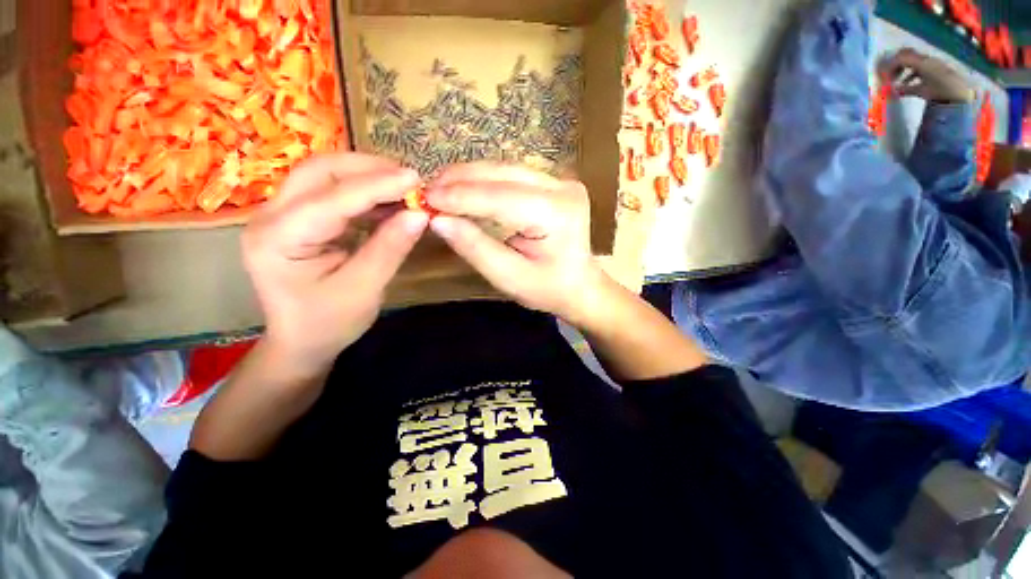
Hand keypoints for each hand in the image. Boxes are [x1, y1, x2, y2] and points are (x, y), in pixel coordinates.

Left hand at [243, 153, 427, 373]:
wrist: (302, 342)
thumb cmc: (328, 324)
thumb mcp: (363, 290)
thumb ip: (389, 249)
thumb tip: (419, 214)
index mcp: (278, 239)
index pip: (331, 198)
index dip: (376, 185)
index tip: (415, 179)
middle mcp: (271, 216)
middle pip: (319, 171)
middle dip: (368, 168)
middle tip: (409, 178)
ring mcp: (282, 214)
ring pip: (325, 176)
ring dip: (367, 177)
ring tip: (404, 188)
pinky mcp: (299, 218)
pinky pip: (333, 192)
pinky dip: (365, 193)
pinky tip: (388, 203)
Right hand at [425, 164, 607, 324]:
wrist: (579, 286)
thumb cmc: (549, 289)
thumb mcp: (509, 277)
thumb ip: (475, 247)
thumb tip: (437, 220)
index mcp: (558, 213)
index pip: (501, 197)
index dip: (461, 196)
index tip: (424, 198)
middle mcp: (562, 188)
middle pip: (503, 174)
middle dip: (460, 181)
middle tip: (426, 192)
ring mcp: (560, 181)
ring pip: (505, 169)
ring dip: (469, 178)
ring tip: (439, 190)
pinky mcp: (553, 183)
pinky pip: (511, 175)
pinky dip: (483, 182)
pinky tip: (463, 188)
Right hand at [878, 48, 974, 103]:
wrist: (960, 93)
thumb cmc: (940, 92)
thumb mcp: (922, 91)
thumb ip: (906, 89)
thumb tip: (893, 90)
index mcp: (921, 63)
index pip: (900, 58)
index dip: (890, 66)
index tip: (885, 77)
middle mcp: (925, 59)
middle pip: (905, 54)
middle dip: (895, 64)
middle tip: (890, 76)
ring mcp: (930, 62)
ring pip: (911, 60)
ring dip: (902, 68)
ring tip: (897, 80)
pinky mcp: (934, 67)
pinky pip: (918, 65)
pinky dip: (910, 72)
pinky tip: (908, 82)